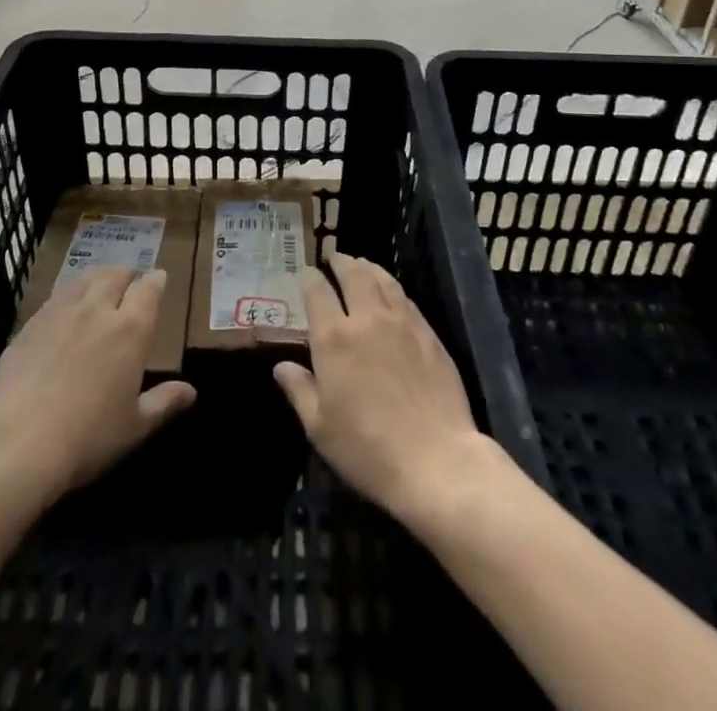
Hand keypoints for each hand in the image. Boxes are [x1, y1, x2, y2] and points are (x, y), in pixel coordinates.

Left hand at [0, 267, 195, 497]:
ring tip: (97, 285)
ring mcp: (60, 313)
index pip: (148, 290)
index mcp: (130, 329)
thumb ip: (164, 402)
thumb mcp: (135, 426)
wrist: (19, 442)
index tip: (159, 277)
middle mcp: (97, 310)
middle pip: (114, 276)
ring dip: (95, 278)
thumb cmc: (88, 437)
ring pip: (83, 280)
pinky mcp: (30, 325)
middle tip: (128, 281)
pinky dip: (66, 296)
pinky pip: (54, 298)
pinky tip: (62, 310)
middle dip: (125, 275)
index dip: (155, 281)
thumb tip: (191, 391)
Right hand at [273, 252, 503, 524]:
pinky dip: (392, 286)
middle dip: (340, 261)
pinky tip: (391, 293)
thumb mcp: (320, 428)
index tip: (306, 273)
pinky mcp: (428, 333)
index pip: (317, 292)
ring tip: (361, 264)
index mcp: (334, 338)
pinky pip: (405, 298)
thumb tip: (281, 367)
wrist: (436, 459)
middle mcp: (367, 319)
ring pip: (382, 280)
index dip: (310, 278)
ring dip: (368, 267)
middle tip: (334, 257)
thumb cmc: (368, 449)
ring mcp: (402, 322)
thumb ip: (299, 390)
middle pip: (353, 274)